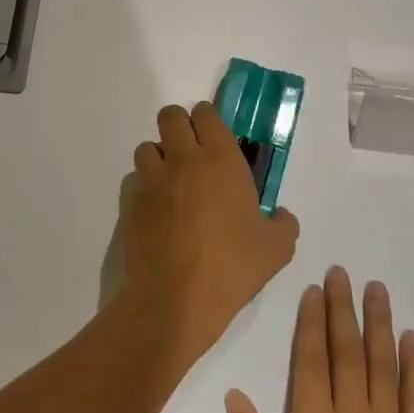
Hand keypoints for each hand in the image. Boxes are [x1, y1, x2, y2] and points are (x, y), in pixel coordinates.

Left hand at [118, 102, 299, 366]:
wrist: (175, 299)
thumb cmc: (231, 268)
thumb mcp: (276, 249)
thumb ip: (283, 224)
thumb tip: (280, 216)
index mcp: (221, 160)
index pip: (206, 113)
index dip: (208, 120)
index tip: (214, 138)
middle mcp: (183, 159)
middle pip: (170, 116)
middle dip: (179, 127)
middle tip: (191, 154)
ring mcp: (152, 179)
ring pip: (148, 147)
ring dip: (159, 158)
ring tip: (172, 184)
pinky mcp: (130, 201)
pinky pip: (134, 180)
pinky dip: (144, 187)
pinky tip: (156, 211)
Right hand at [226, 267, 413, 412]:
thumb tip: (235, 396)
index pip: (312, 360)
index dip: (312, 321)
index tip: (314, 290)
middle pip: (347, 351)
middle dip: (343, 308)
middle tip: (342, 272)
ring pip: (383, 364)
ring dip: (379, 323)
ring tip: (376, 288)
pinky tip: (410, 337)